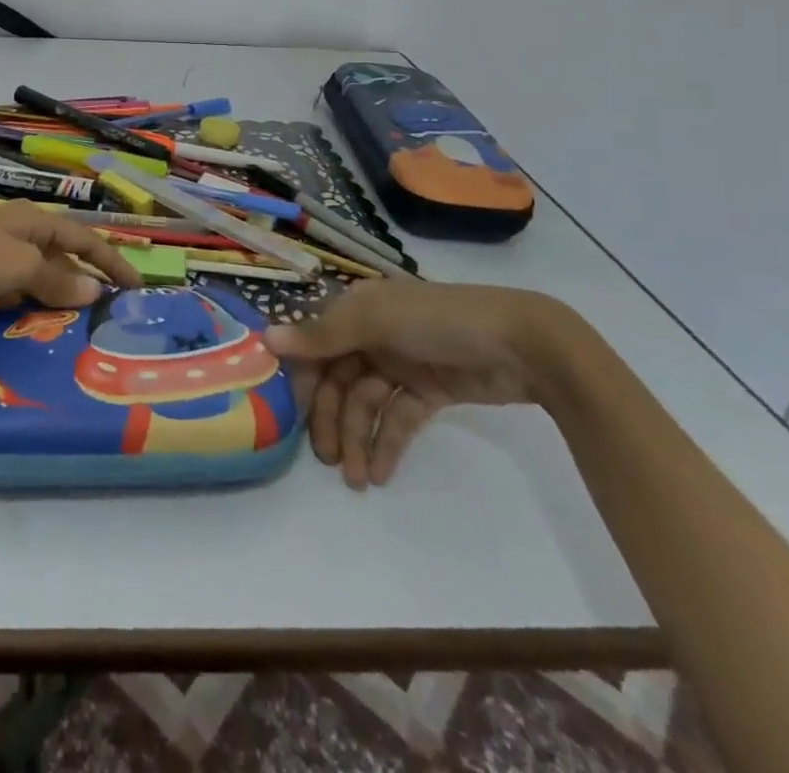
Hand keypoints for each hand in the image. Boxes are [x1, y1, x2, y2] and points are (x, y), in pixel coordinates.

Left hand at [0, 201, 142, 312]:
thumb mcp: (21, 268)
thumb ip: (58, 280)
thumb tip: (95, 290)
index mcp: (33, 219)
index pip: (84, 238)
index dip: (111, 261)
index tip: (135, 287)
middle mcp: (15, 226)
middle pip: (58, 251)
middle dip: (81, 276)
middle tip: (102, 306)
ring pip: (32, 268)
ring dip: (51, 289)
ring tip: (68, 317)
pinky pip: (8, 280)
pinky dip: (22, 296)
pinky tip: (21, 314)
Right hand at [265, 277, 557, 489]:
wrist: (523, 343)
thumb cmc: (438, 320)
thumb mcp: (376, 322)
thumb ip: (321, 336)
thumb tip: (265, 339)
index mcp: (357, 310)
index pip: (316, 345)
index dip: (302, 378)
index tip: (285, 415)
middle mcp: (373, 334)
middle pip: (339, 379)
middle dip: (331, 419)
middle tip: (326, 459)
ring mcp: (403, 363)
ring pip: (367, 403)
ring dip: (358, 439)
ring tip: (355, 480)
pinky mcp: (430, 391)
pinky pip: (398, 418)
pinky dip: (387, 444)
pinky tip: (380, 473)